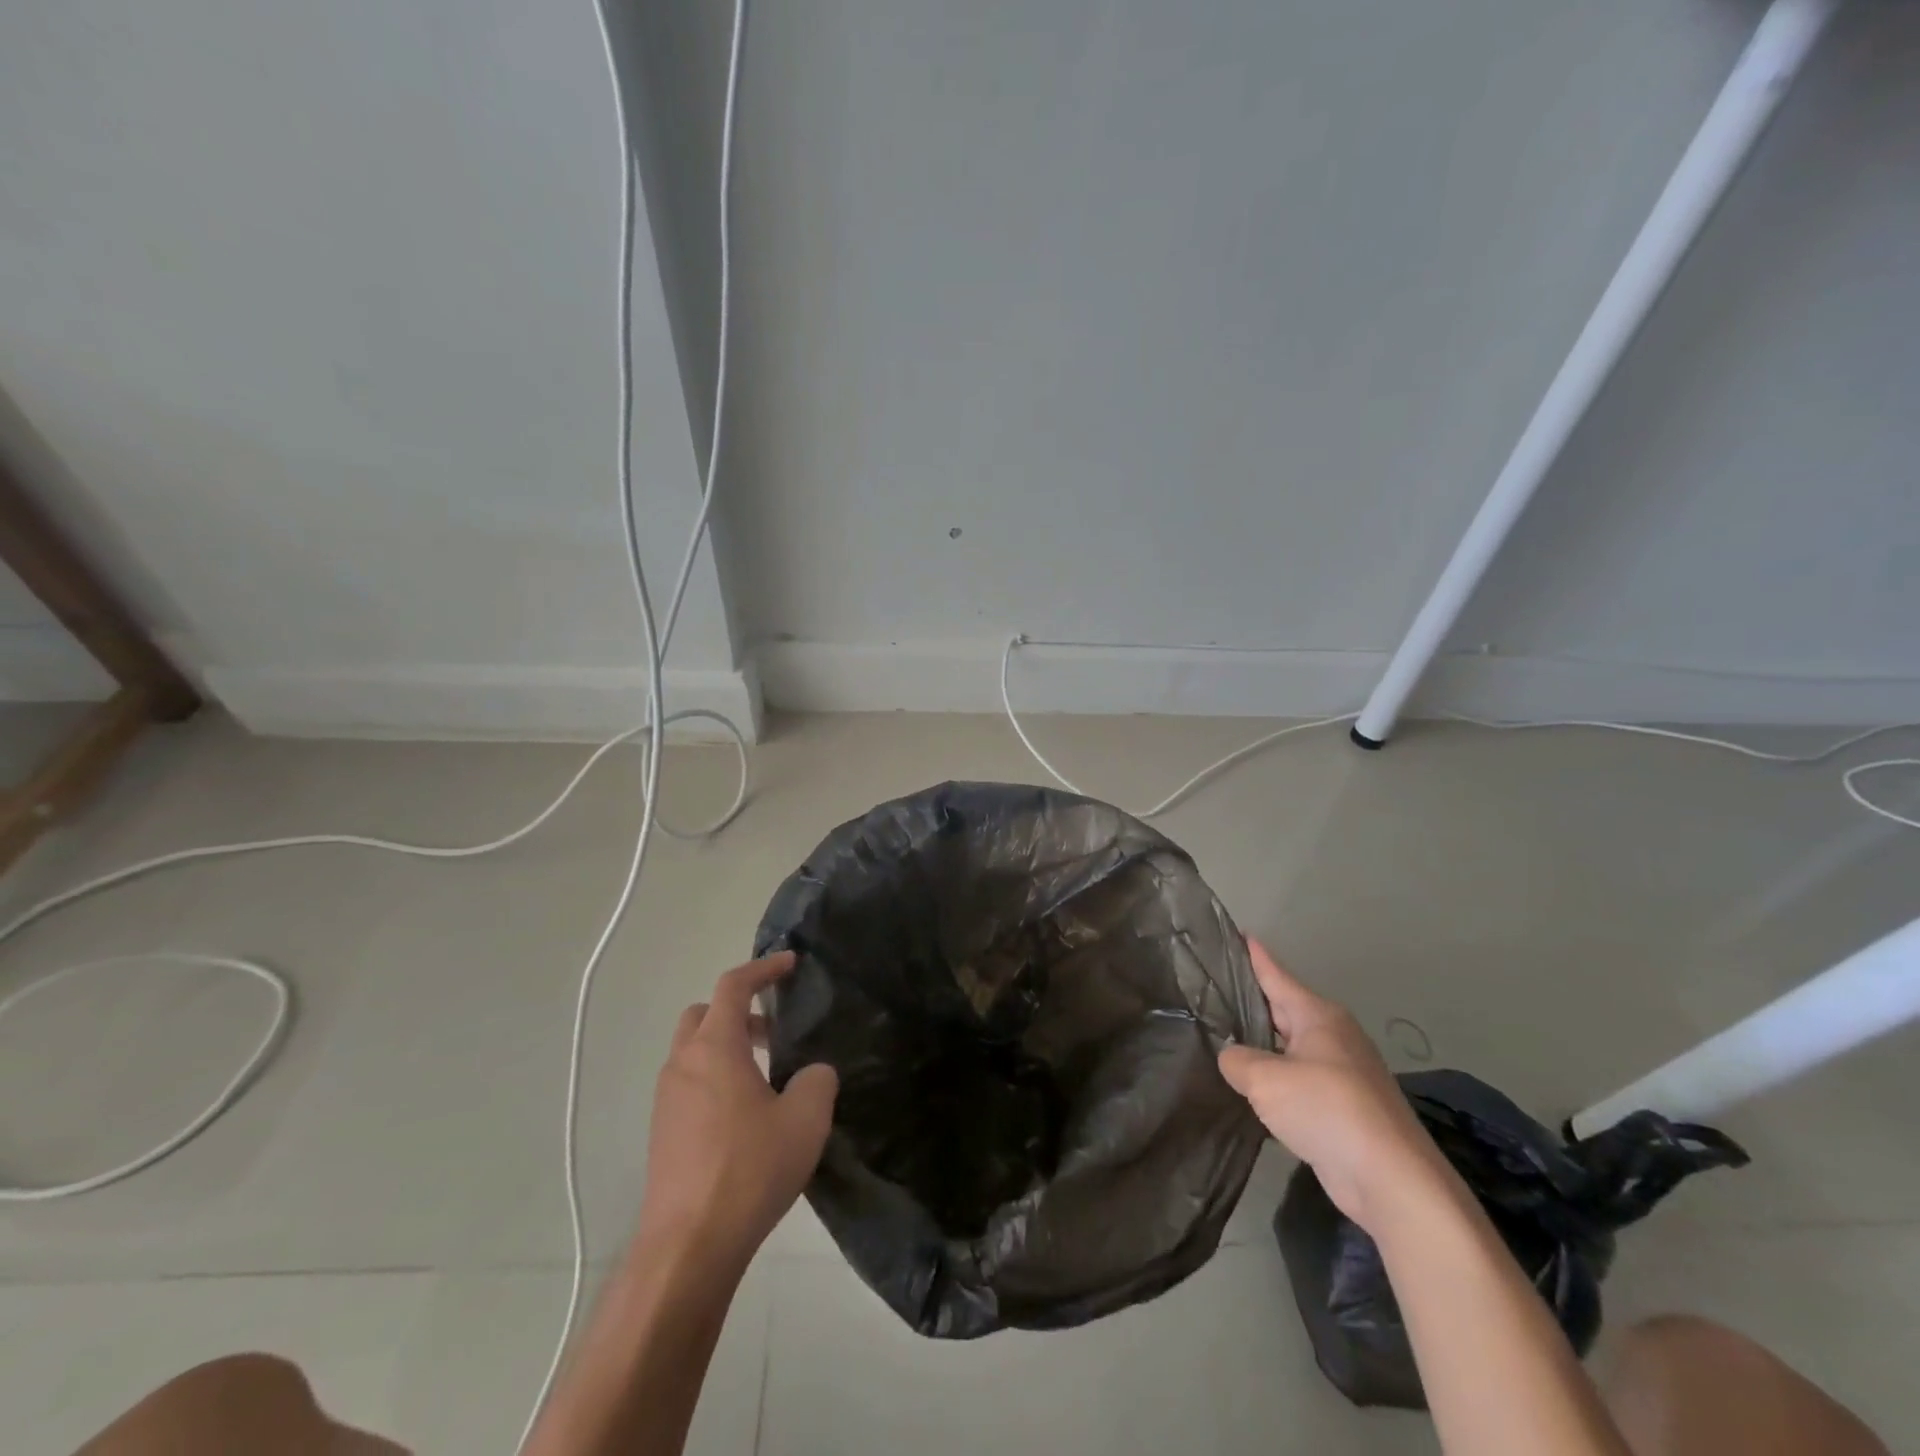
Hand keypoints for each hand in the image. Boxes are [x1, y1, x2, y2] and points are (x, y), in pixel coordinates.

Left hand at [637, 952, 838, 1271]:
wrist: (688, 1246)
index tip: (789, 963)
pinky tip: (745, 1116)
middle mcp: (683, 1064)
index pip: (733, 987)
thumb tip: (812, 1074)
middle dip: (738, 1010)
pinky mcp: (662, 1133)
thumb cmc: (748, 1170)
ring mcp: (667, 1100)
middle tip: (773, 1031)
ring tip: (766, 1077)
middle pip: (703, 1014)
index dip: (762, 969)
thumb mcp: (805, 1119)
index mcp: (714, 1048)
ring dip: (727, 1048)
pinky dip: (715, 1079)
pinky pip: (689, 1085)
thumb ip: (817, 1081)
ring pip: (693, 1052)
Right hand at [1218, 938, 1452, 1234]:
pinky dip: (1276, 1078)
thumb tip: (1231, 1058)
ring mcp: (1342, 1071)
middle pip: (1281, 1009)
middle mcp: (1332, 1035)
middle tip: (1208, 991)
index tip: (1234, 932)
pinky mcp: (1344, 1106)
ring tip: (1221, 1038)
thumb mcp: (1266, 1080)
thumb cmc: (1327, 1109)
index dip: (1253, 954)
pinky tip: (1252, 1087)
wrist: (1391, 1179)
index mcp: (1317, 1015)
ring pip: (1288, 1047)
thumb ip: (1237, 1060)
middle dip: (1249, 1001)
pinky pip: (1299, 1079)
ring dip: (1260, 1045)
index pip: (1275, 973)